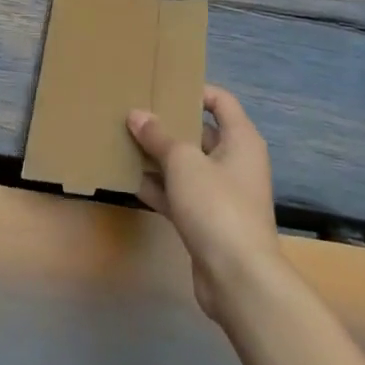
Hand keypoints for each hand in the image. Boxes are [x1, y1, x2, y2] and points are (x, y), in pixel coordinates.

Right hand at [128, 86, 280, 322]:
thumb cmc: (217, 206)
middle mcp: (235, 162)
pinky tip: (130, 180)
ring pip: (187, 166)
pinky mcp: (208, 221)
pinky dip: (159, 187)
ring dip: (159, 157)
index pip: (221, 101)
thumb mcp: (183, 162)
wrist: (238, 278)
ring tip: (124, 141)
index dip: (194, 90)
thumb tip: (136, 114)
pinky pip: (180, 194)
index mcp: (241, 140)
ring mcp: (222, 194)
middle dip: (168, 125)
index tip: (162, 86)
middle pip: (200, 133)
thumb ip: (158, 136)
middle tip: (134, 113)